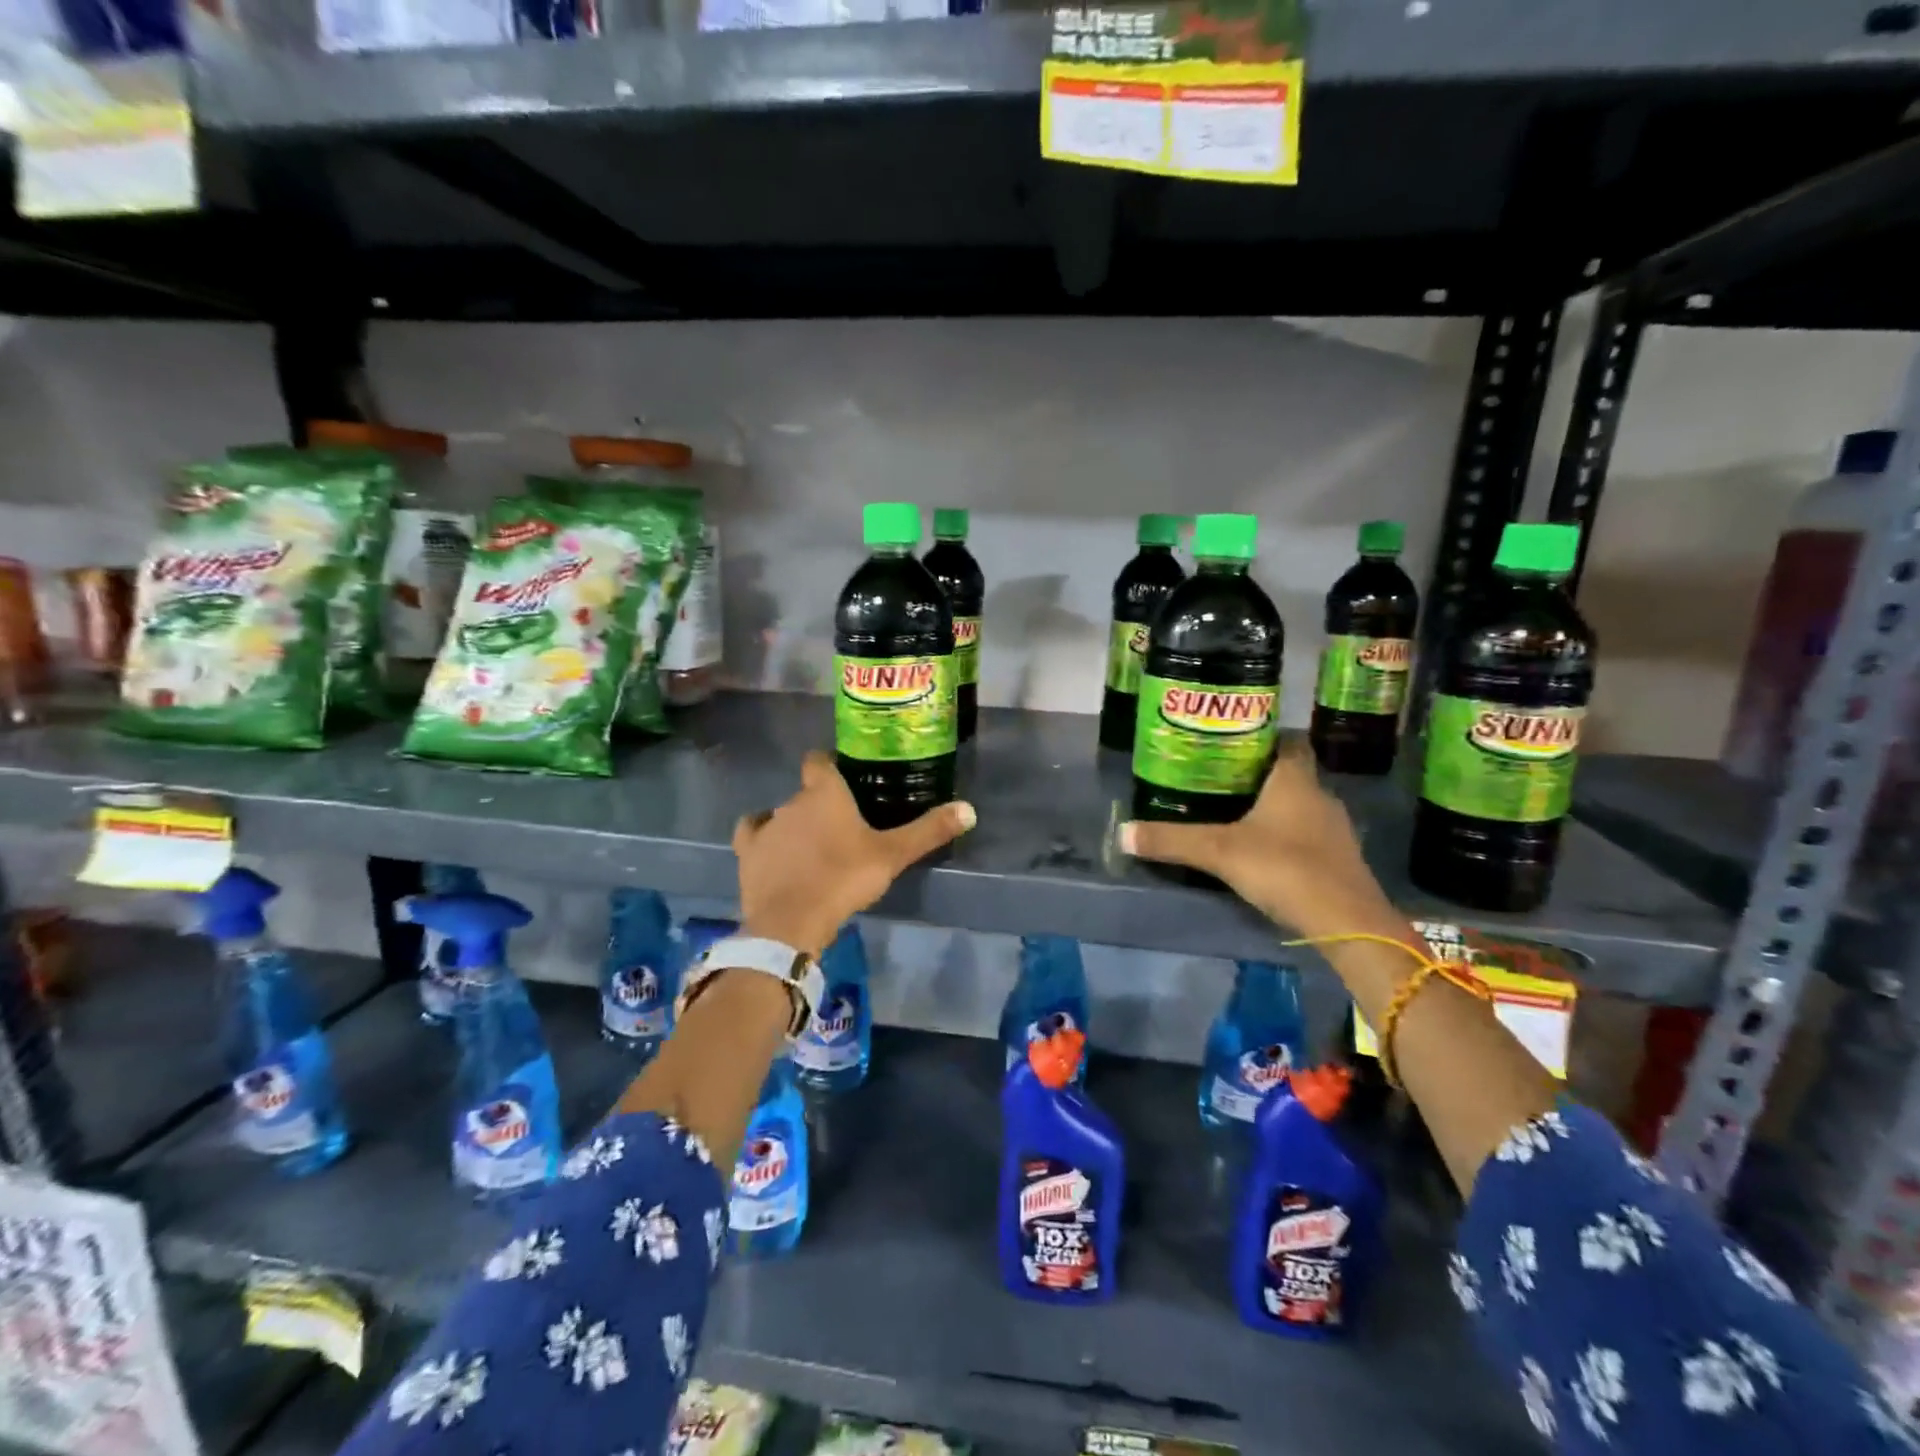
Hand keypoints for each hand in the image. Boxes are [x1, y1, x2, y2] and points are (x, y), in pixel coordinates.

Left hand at [733, 751, 975, 956]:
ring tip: (812, 845)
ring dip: (794, 823)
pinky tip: (774, 850)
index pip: (820, 760)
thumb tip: (969, 809)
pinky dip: (764, 838)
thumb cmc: (844, 878)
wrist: (792, 920)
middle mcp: (791, 800)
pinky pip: (754, 833)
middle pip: (806, 792)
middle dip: (820, 804)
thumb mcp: (893, 855)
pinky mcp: (747, 852)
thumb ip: (929, 831)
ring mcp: (766, 825)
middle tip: (843, 826)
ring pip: (781, 813)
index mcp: (825, 792)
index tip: (845, 779)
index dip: (829, 765)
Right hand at [1119, 740, 1396, 937]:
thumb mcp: (1219, 852)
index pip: (1284, 741)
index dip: (1259, 739)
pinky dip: (1285, 835)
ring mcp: (1333, 829)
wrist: (1346, 922)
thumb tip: (1122, 833)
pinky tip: (1261, 850)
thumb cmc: (1285, 868)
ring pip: (1298, 805)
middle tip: (1216, 779)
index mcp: (1294, 780)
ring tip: (1232, 813)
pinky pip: (1307, 834)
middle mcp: (1319, 796)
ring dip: (1271, 807)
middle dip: (1256, 775)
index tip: (1227, 743)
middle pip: (1288, 773)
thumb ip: (1171, 841)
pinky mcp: (1339, 859)